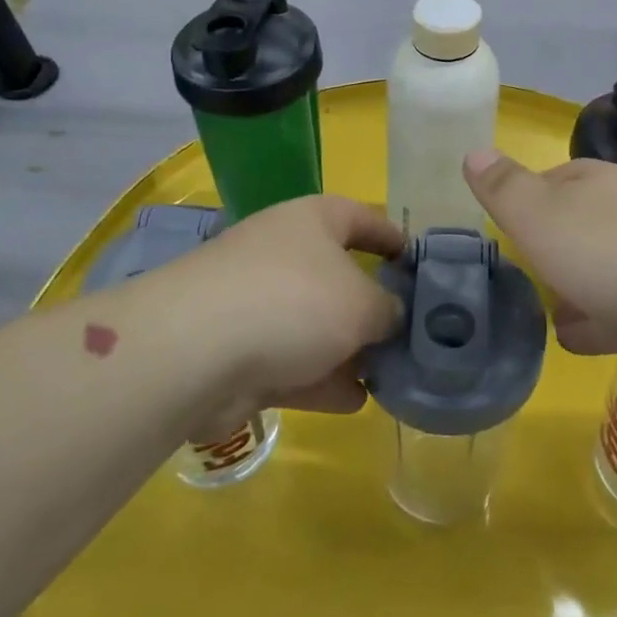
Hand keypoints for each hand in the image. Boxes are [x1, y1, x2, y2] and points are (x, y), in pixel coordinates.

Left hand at [160, 194, 404, 434]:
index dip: (392, 236)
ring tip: (390, 375)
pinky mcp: (239, 351)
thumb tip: (391, 315)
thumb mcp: (362, 303)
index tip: (418, 262)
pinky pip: (292, 362)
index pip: (361, 216)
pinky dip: (321, 379)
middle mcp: (284, 253)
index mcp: (313, 221)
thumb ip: (389, 309)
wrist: (197, 350)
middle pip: (339, 275)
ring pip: (315, 325)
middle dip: (373, 306)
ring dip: (349, 350)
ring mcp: (257, 302)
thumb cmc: (294, 301)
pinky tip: (355, 400)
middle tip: (409, 334)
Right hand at [463, 149, 616, 361]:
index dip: (523, 209)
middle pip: (581, 222)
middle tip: (528, 282)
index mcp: (590, 181)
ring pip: (611, 262)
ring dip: (584, 286)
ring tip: (556, 320)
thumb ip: (505, 190)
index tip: (506, 239)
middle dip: (555, 250)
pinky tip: (598, 339)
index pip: (546, 183)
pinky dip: (614, 314)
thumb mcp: (541, 220)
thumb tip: (473, 150)